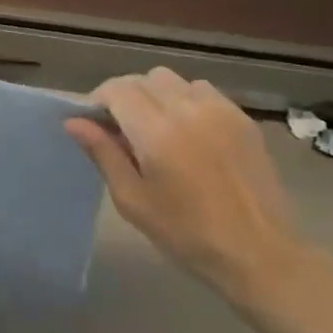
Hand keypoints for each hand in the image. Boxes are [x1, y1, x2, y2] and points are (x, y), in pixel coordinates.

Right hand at [66, 70, 319, 311]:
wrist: (259, 252)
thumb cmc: (187, 234)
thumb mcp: (132, 200)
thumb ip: (103, 153)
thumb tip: (73, 121)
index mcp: (157, 131)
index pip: (117, 89)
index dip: (99, 101)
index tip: (94, 125)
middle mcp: (188, 108)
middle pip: (143, 79)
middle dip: (125, 97)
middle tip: (122, 130)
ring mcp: (219, 109)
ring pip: (173, 80)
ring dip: (155, 95)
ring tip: (156, 129)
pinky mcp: (242, 117)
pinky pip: (202, 91)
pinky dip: (185, 100)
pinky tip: (188, 132)